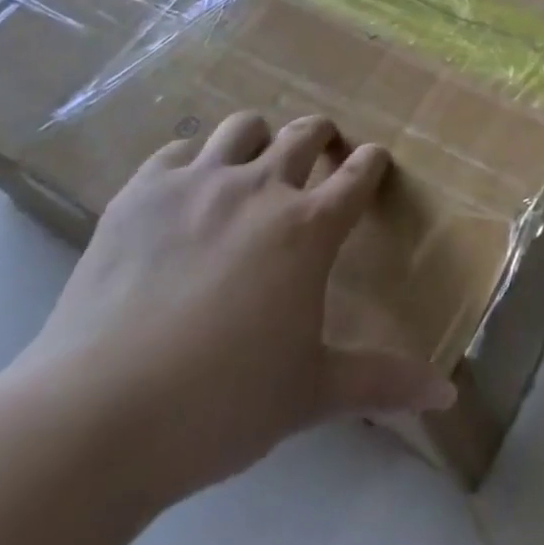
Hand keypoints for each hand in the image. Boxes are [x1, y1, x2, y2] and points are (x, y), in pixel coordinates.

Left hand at [1, 113, 456, 507]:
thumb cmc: (220, 404)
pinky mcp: (142, 192)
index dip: (372, 162)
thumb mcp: (310, 393)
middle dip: (322, 136)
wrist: (96, 417)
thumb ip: (382, 383)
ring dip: (259, 139)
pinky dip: (192, 161)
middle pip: (305, 133)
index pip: (359, 173)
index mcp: (309, 227)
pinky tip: (186, 191)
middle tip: (320, 155)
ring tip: (253, 165)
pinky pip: (177, 150)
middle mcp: (261, 188)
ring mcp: (198, 183)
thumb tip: (447, 393)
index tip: (373, 162)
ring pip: (244, 127)